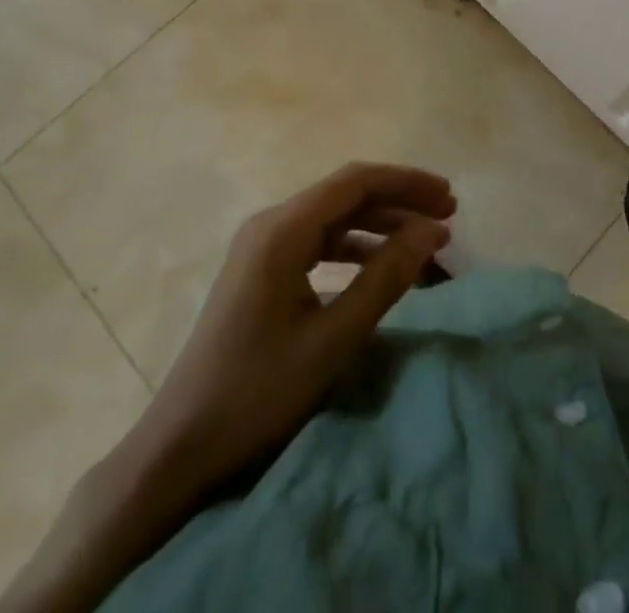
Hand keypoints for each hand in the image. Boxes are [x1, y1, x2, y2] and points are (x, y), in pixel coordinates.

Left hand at [135, 161, 454, 499]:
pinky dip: (355, 248)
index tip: (448, 198)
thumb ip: (385, 279)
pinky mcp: (261, 270)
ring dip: (380, 225)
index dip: (406, 183)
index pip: (356, 182)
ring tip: (424, 242)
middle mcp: (270, 224)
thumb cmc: (258, 391)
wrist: (180, 445)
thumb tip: (431, 231)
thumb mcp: (332, 338)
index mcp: (282, 229)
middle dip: (398, 201)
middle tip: (447, 218)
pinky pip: (317, 242)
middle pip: (345, 194)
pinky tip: (381, 267)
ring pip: (333, 218)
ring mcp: (262, 246)